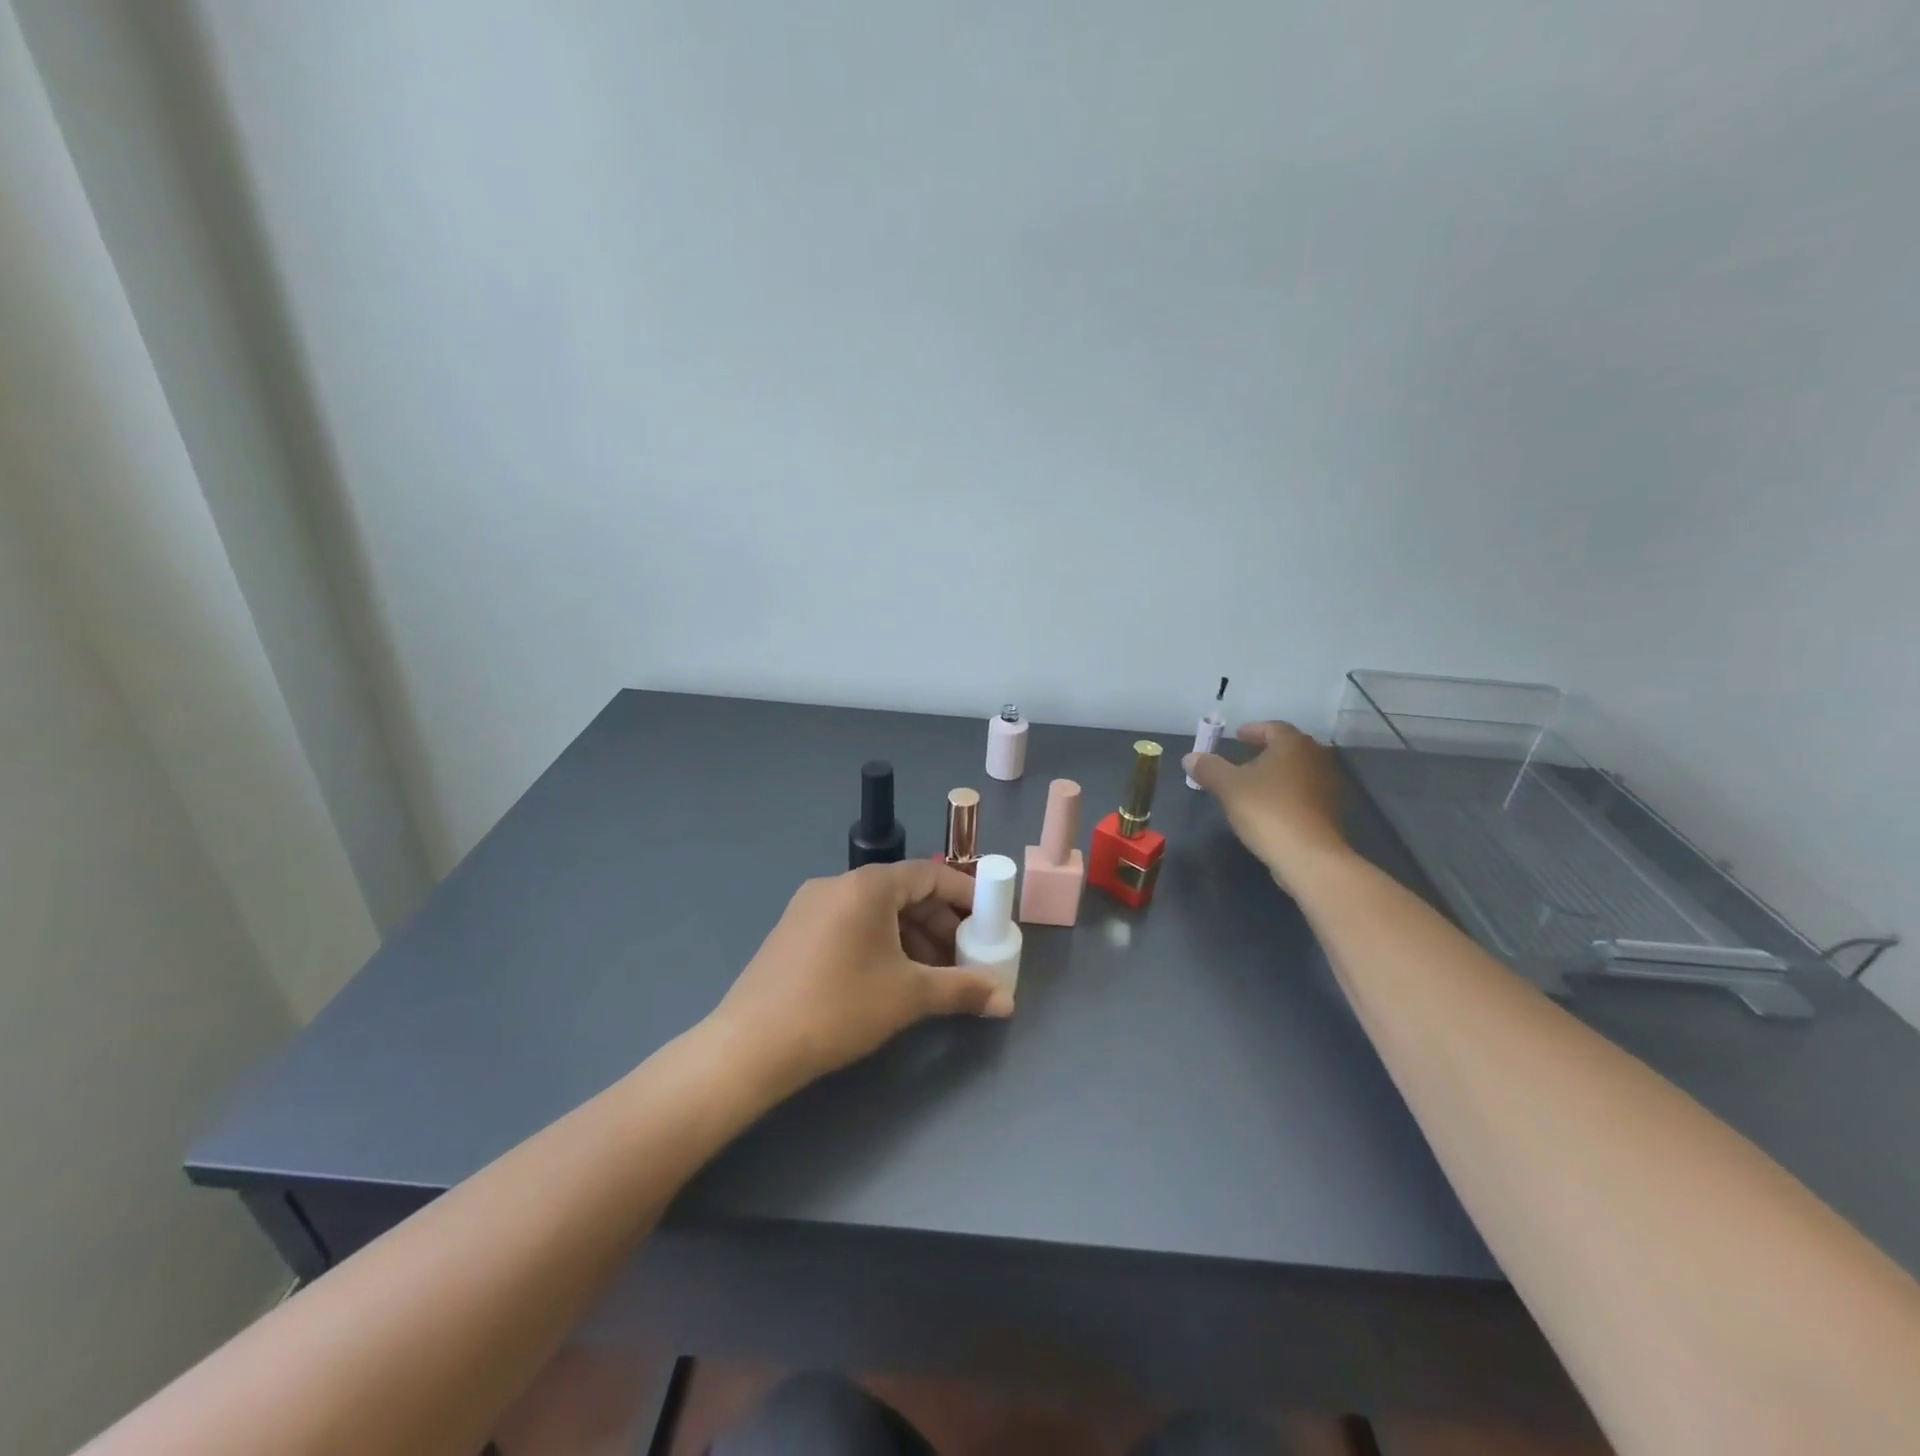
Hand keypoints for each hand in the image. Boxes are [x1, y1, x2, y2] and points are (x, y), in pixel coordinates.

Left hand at [707, 861, 1012, 1098]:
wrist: (750, 1046)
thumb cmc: (838, 1008)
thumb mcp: (908, 997)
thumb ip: (962, 990)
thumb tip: (1006, 1001)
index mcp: (867, 886)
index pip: (930, 875)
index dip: (965, 897)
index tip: (989, 923)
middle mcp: (837, 884)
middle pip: (903, 891)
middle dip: (939, 923)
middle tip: (962, 958)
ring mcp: (810, 906)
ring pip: (876, 911)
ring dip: (911, 936)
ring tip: (930, 976)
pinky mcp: (793, 931)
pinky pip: (851, 923)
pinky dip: (880, 942)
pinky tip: (889, 978)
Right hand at [1183, 721, 1351, 888]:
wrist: (1309, 856)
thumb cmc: (1267, 811)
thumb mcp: (1228, 787)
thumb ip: (1209, 768)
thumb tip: (1190, 757)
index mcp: (1292, 745)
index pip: (1273, 727)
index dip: (1253, 730)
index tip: (1236, 736)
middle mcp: (1315, 758)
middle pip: (1288, 747)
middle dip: (1265, 750)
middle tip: (1243, 757)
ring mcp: (1327, 785)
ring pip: (1297, 770)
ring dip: (1277, 772)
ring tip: (1253, 783)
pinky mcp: (1329, 811)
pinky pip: (1304, 792)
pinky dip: (1287, 792)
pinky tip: (1270, 806)